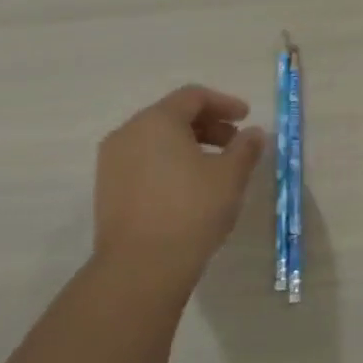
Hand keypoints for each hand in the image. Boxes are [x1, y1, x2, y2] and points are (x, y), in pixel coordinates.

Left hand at [91, 85, 266, 296]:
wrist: (141, 265)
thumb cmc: (192, 209)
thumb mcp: (231, 175)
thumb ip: (246, 148)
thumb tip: (254, 134)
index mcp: (157, 121)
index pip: (193, 97)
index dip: (224, 103)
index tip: (246, 118)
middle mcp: (128, 133)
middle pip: (172, 116)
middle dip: (208, 125)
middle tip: (236, 143)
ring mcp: (112, 162)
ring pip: (157, 140)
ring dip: (190, 145)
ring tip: (216, 167)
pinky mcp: (108, 189)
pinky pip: (144, 162)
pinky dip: (170, 163)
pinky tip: (190, 186)